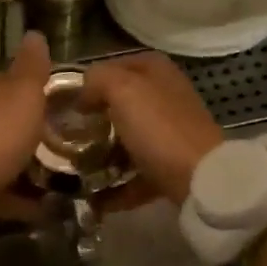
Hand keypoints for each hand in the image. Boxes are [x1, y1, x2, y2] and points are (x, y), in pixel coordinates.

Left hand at [0, 32, 51, 208]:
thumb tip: (35, 32)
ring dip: (22, 158)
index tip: (54, 96)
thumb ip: (31, 66)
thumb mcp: (22, 93)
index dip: (27, 83)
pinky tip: (43, 204)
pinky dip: (18, 192)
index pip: (1, 75)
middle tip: (62, 134)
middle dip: (25, 123)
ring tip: (58, 169)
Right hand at [79, 53, 223, 205]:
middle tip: (67, 135)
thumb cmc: (158, 126)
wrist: (199, 178)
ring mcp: (169, 132)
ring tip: (75, 169)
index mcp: (155, 71)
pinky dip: (116, 187)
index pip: (113, 66)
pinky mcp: (170, 165)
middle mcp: (165, 96)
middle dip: (93, 120)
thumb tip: (84, 95)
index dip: (89, 82)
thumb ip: (97, 79)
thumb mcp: (121, 88)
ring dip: (101, 155)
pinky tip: (94, 199)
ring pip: (126, 139)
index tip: (67, 104)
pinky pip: (135, 174)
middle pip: (119, 105)